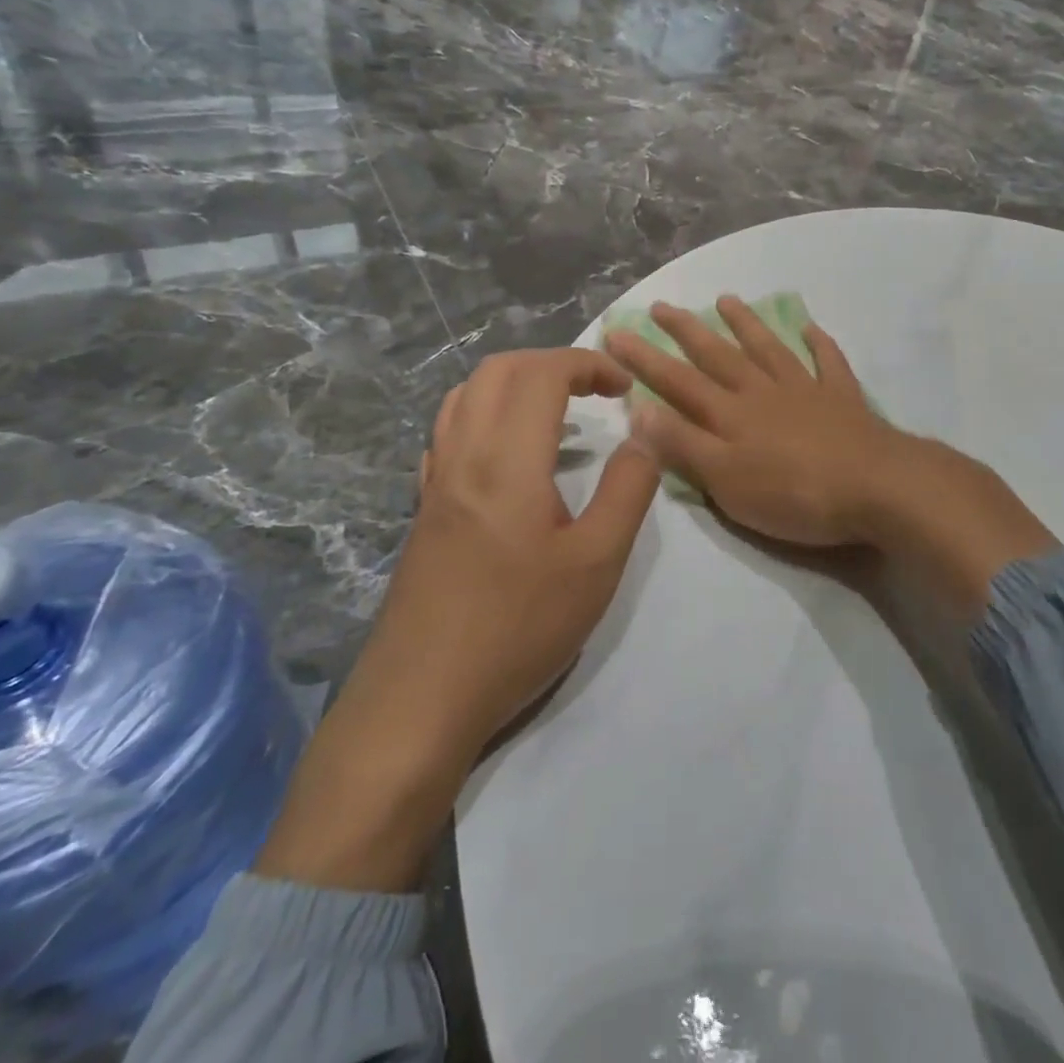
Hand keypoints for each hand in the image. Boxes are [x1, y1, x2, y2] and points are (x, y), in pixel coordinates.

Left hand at [257, 349, 658, 892]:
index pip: (542, 374)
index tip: (625, 387)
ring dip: (515, 383)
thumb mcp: (597, 564)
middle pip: (498, 371)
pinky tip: (510, 453)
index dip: (588, 363)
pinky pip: (449, 432)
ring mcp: (435, 482)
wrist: (421, 698)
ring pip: (466, 396)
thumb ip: (627, 489)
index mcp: (506, 459)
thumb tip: (642, 434)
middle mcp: (463, 455)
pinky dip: (486, 413)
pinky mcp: (424, 509)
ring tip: (557, 412)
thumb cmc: (518, 628)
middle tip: (596, 390)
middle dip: (552, 363)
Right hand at [605, 297, 895, 546]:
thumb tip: (638, 408)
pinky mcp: (842, 398)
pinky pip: (828, 363)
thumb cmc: (793, 493)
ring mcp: (805, 390)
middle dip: (686, 331)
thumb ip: (683, 444)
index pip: (677, 381)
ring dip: (746, 324)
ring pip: (768, 349)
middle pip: (718, 355)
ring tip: (727, 300)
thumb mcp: (725, 480)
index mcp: (731, 414)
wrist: (874, 487)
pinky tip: (811, 328)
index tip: (616, 332)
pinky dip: (818, 344)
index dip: (644, 358)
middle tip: (662, 306)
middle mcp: (763, 392)